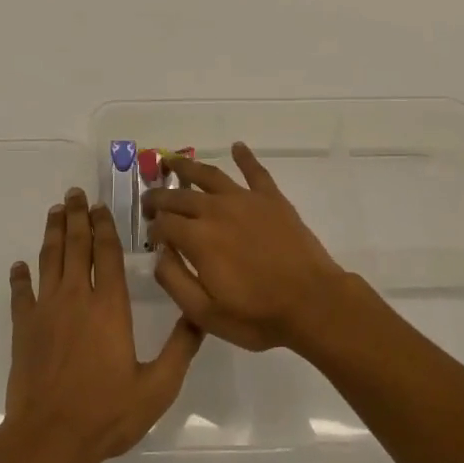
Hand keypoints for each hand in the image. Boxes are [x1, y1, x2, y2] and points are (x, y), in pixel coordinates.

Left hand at [4, 189, 202, 462]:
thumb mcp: (158, 387)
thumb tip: (199, 315)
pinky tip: (19, 266)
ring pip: (49, 260)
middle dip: (77, 216)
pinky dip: (20, 277)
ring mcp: (46, 311)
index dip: (104, 227)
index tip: (101, 206)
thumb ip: (181, 349)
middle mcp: (77, 298)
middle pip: (76, 246)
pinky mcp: (23, 328)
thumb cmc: (107, 413)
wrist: (50, 438)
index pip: (107, 254)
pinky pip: (20, 294)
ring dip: (53, 233)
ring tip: (55, 212)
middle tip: (74, 194)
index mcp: (110, 306)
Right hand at [143, 143, 354, 352]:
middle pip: (179, 196)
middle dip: (160, 197)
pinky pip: (255, 171)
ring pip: (209, 175)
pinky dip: (244, 156)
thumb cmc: (258, 316)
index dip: (153, 229)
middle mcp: (216, 210)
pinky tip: (237, 146)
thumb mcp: (206, 314)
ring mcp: (245, 200)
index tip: (152, 237)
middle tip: (150, 200)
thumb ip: (175, 281)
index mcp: (197, 239)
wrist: (313, 304)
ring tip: (172, 161)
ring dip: (187, 166)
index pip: (163, 224)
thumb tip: (159, 254)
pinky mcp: (271, 198)